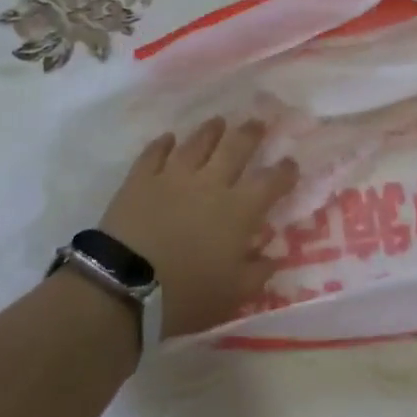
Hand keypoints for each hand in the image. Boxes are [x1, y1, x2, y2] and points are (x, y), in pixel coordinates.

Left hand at [98, 118, 297, 338]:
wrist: (125, 286)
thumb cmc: (187, 294)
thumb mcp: (234, 293)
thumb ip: (258, 272)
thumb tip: (273, 256)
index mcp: (239, 210)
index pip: (271, 182)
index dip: (284, 171)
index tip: (291, 163)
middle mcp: (211, 183)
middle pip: (236, 148)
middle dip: (250, 134)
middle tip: (257, 123)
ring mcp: (174, 176)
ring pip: (198, 143)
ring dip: (211, 131)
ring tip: (218, 122)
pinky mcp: (141, 179)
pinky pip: (155, 153)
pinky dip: (163, 143)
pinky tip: (168, 138)